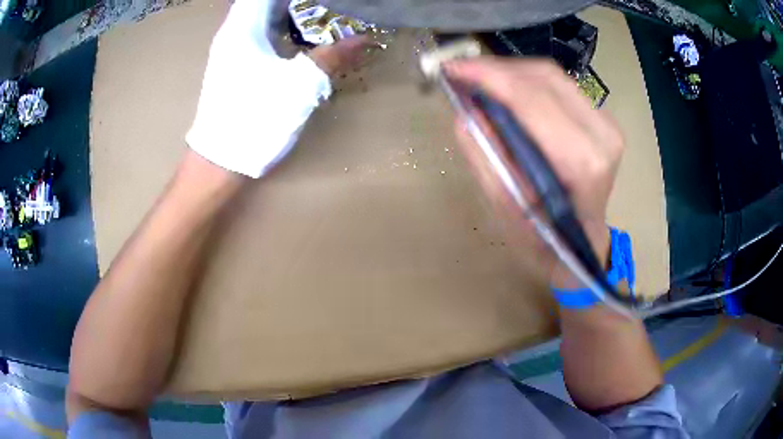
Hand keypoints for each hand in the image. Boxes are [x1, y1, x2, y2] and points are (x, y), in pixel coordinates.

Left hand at [187, 0, 367, 177]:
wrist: (220, 161)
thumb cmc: (255, 119)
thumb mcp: (300, 85)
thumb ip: (332, 57)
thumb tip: (363, 40)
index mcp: (243, 28)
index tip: (317, 0)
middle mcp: (232, 34)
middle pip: (263, 4)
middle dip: (294, 3)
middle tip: (324, 7)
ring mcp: (230, 52)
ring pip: (260, 19)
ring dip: (287, 14)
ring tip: (317, 17)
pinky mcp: (233, 68)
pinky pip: (258, 36)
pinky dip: (279, 30)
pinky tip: (298, 40)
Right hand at [446, 58, 624, 284]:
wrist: (583, 244)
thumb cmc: (546, 241)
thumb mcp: (507, 210)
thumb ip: (486, 157)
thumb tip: (464, 112)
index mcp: (582, 163)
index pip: (533, 100)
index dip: (489, 77)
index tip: (453, 69)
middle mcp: (602, 135)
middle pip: (545, 77)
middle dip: (498, 69)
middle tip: (462, 74)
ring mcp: (607, 124)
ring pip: (553, 76)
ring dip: (511, 72)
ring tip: (480, 81)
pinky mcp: (603, 120)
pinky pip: (561, 86)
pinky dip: (528, 82)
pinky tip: (508, 91)